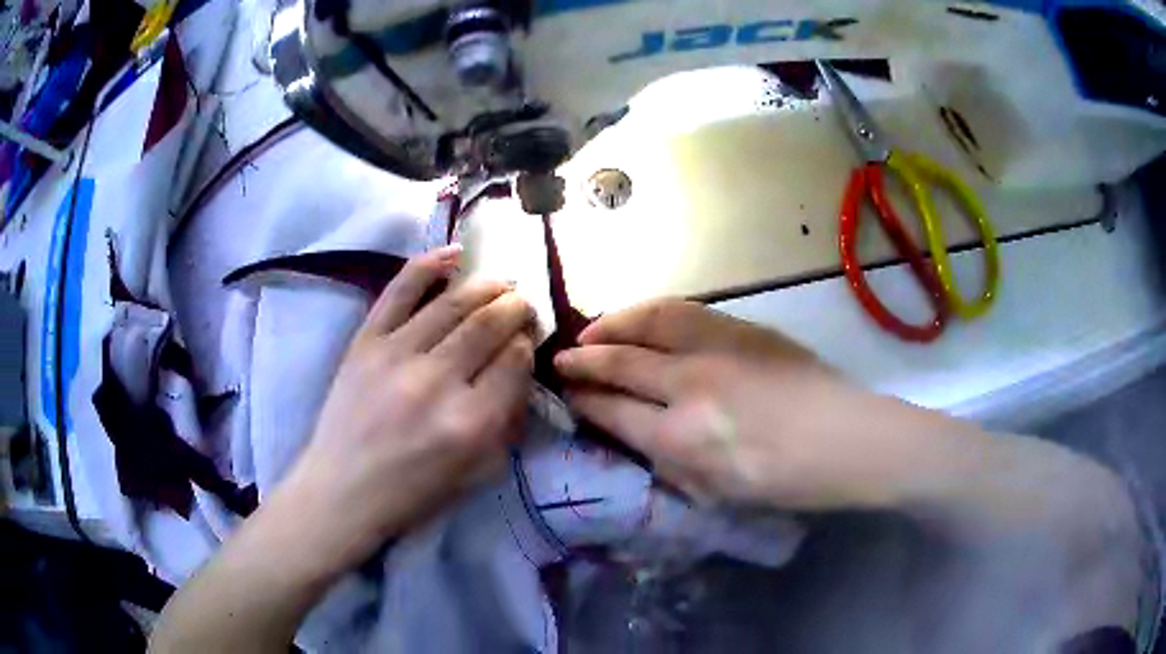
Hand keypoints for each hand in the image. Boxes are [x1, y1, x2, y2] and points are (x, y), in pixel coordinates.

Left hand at [281, 245, 534, 570]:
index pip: (515, 361)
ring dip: (486, 286)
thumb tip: (521, 368)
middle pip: (489, 325)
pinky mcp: (366, 342)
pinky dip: (429, 265)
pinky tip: (455, 252)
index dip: (528, 342)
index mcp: (471, 423)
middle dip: (515, 307)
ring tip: (500, 282)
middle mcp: (437, 382)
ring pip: (453, 303)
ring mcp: (396, 355)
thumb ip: (507, 421)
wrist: (344, 489)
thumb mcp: (478, 472)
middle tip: (522, 303)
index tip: (528, 338)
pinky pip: (400, 291)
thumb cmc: (415, 491)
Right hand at [555, 299, 963, 510]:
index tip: (567, 393)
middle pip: (622, 362)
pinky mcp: (742, 328)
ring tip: (593, 329)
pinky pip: (684, 311)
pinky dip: (652, 312)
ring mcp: (718, 348)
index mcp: (682, 437)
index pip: (614, 410)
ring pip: (649, 323)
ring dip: (613, 324)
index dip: (585, 400)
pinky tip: (642, 317)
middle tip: (563, 358)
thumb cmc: (783, 480)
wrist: (846, 438)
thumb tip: (631, 430)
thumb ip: (666, 459)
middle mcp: (690, 384)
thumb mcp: (715, 491)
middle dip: (585, 360)